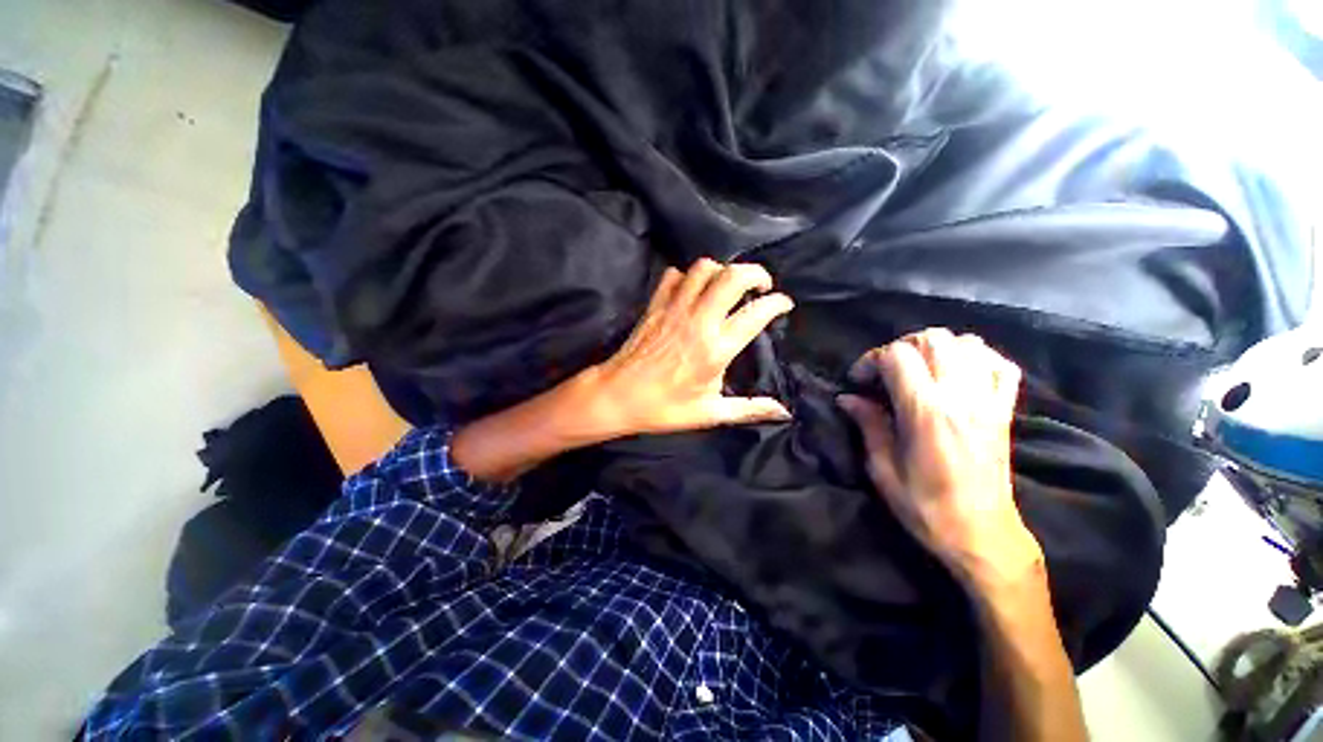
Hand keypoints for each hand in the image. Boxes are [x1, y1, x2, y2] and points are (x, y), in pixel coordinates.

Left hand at [583, 258, 794, 436]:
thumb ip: (749, 409)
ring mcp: (674, 309)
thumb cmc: (664, 408)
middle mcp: (698, 320)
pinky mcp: (655, 305)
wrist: (617, 396)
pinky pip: (674, 275)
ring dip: (722, 271)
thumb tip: (784, 413)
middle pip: (732, 276)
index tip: (784, 304)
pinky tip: (693, 290)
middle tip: (761, 286)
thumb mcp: (710, 413)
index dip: (777, 303)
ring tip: (728, 286)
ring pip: (703, 268)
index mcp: (716, 348)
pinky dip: (688, 276)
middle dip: (755, 273)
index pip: (756, 313)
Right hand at [836, 329, 1042, 591]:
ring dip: (935, 348)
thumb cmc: (925, 507)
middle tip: (885, 372)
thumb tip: (848, 398)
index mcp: (926, 412)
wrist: (982, 535)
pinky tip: (957, 371)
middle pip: (933, 339)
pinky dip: (975, 356)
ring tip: (917, 369)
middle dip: (900, 347)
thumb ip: (868, 425)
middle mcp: (961, 397)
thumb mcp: (883, 469)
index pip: (898, 356)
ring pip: (966, 343)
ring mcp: (989, 401)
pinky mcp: (1005, 410)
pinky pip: (1000, 364)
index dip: (870, 359)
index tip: (858, 381)